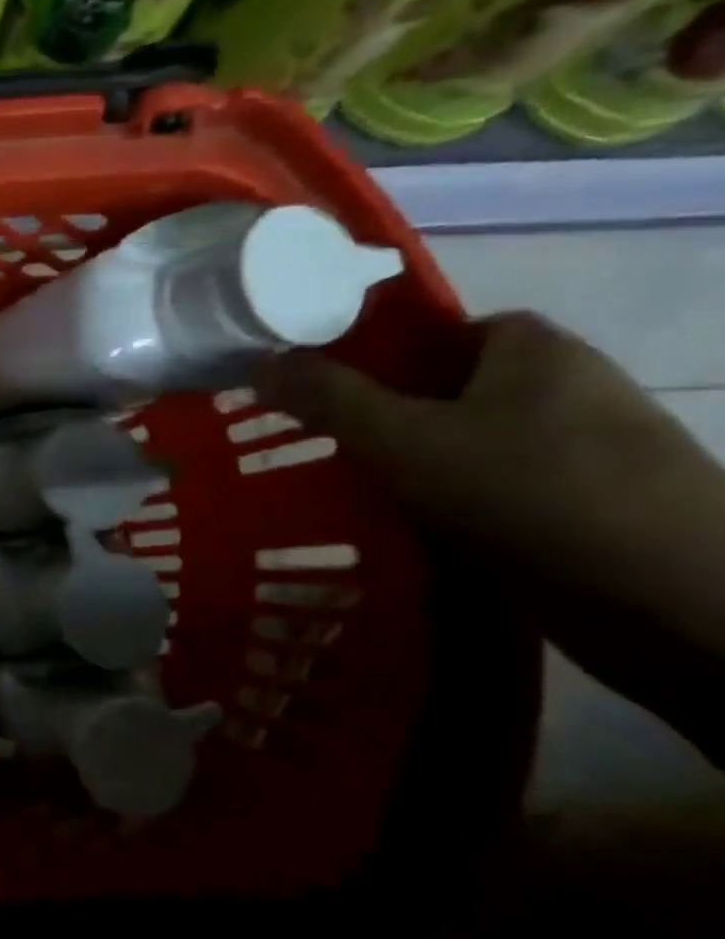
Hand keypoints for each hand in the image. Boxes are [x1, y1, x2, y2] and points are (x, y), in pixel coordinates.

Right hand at [262, 312, 724, 612]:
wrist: (677, 605)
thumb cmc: (531, 493)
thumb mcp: (403, 438)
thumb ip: (327, 396)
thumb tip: (260, 361)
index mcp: (532, 348)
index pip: (428, 333)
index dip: (365, 358)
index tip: (315, 395)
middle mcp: (564, 386)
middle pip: (438, 391)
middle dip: (376, 419)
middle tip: (316, 446)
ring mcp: (582, 449)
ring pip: (460, 445)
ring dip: (407, 467)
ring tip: (348, 492)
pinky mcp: (585, 505)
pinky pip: (488, 488)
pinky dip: (445, 503)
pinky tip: (406, 528)